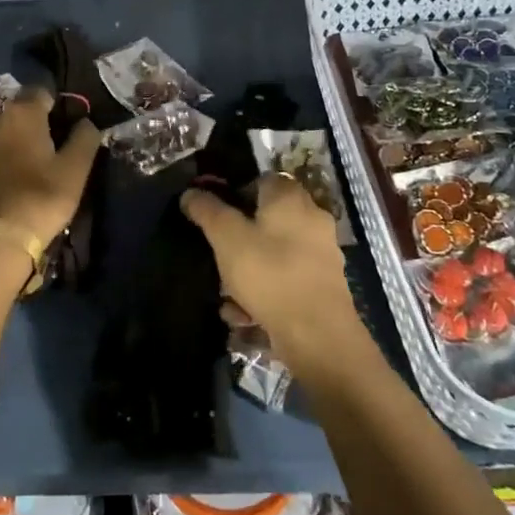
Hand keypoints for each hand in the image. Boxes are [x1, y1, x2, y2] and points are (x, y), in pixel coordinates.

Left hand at [0, 87, 101, 248]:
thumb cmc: (39, 198)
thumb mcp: (75, 170)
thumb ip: (84, 139)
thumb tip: (86, 122)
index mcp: (22, 113)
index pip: (41, 91)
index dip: (57, 105)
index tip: (69, 126)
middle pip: (19, 113)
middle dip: (35, 125)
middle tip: (53, 151)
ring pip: (1, 136)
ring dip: (15, 146)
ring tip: (31, 171)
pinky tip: (10, 186)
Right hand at [182, 174, 365, 377]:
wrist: (318, 335)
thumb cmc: (270, 274)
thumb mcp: (227, 238)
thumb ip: (207, 211)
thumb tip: (191, 191)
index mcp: (291, 198)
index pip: (262, 180)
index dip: (237, 193)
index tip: (216, 215)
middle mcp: (312, 219)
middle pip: (267, 219)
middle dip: (240, 238)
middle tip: (218, 256)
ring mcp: (321, 254)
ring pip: (274, 253)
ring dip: (248, 271)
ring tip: (226, 296)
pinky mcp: (323, 286)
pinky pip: (286, 280)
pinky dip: (265, 292)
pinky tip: (245, 315)